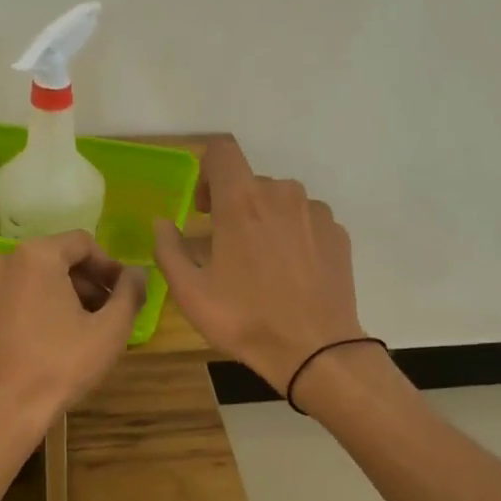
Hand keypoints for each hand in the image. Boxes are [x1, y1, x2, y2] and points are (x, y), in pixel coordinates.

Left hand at [0, 231, 146, 440]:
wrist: (5, 410)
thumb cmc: (61, 365)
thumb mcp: (110, 330)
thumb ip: (130, 293)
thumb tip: (137, 273)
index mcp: (37, 256)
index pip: (83, 243)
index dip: (110, 266)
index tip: (125, 292)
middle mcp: (5, 261)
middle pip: (58, 258)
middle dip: (88, 281)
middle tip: (110, 311)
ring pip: (36, 278)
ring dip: (66, 294)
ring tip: (86, 327)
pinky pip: (18, 296)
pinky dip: (40, 306)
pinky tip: (55, 338)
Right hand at [153, 140, 365, 392]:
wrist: (316, 350)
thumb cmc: (245, 320)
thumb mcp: (190, 293)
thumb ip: (169, 250)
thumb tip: (162, 223)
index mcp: (241, 201)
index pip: (221, 150)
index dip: (206, 171)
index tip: (202, 207)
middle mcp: (282, 194)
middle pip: (250, 181)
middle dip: (233, 205)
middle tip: (224, 247)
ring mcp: (316, 212)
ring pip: (281, 201)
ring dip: (264, 220)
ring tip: (260, 264)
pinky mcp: (338, 233)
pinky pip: (307, 220)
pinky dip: (294, 235)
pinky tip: (290, 274)